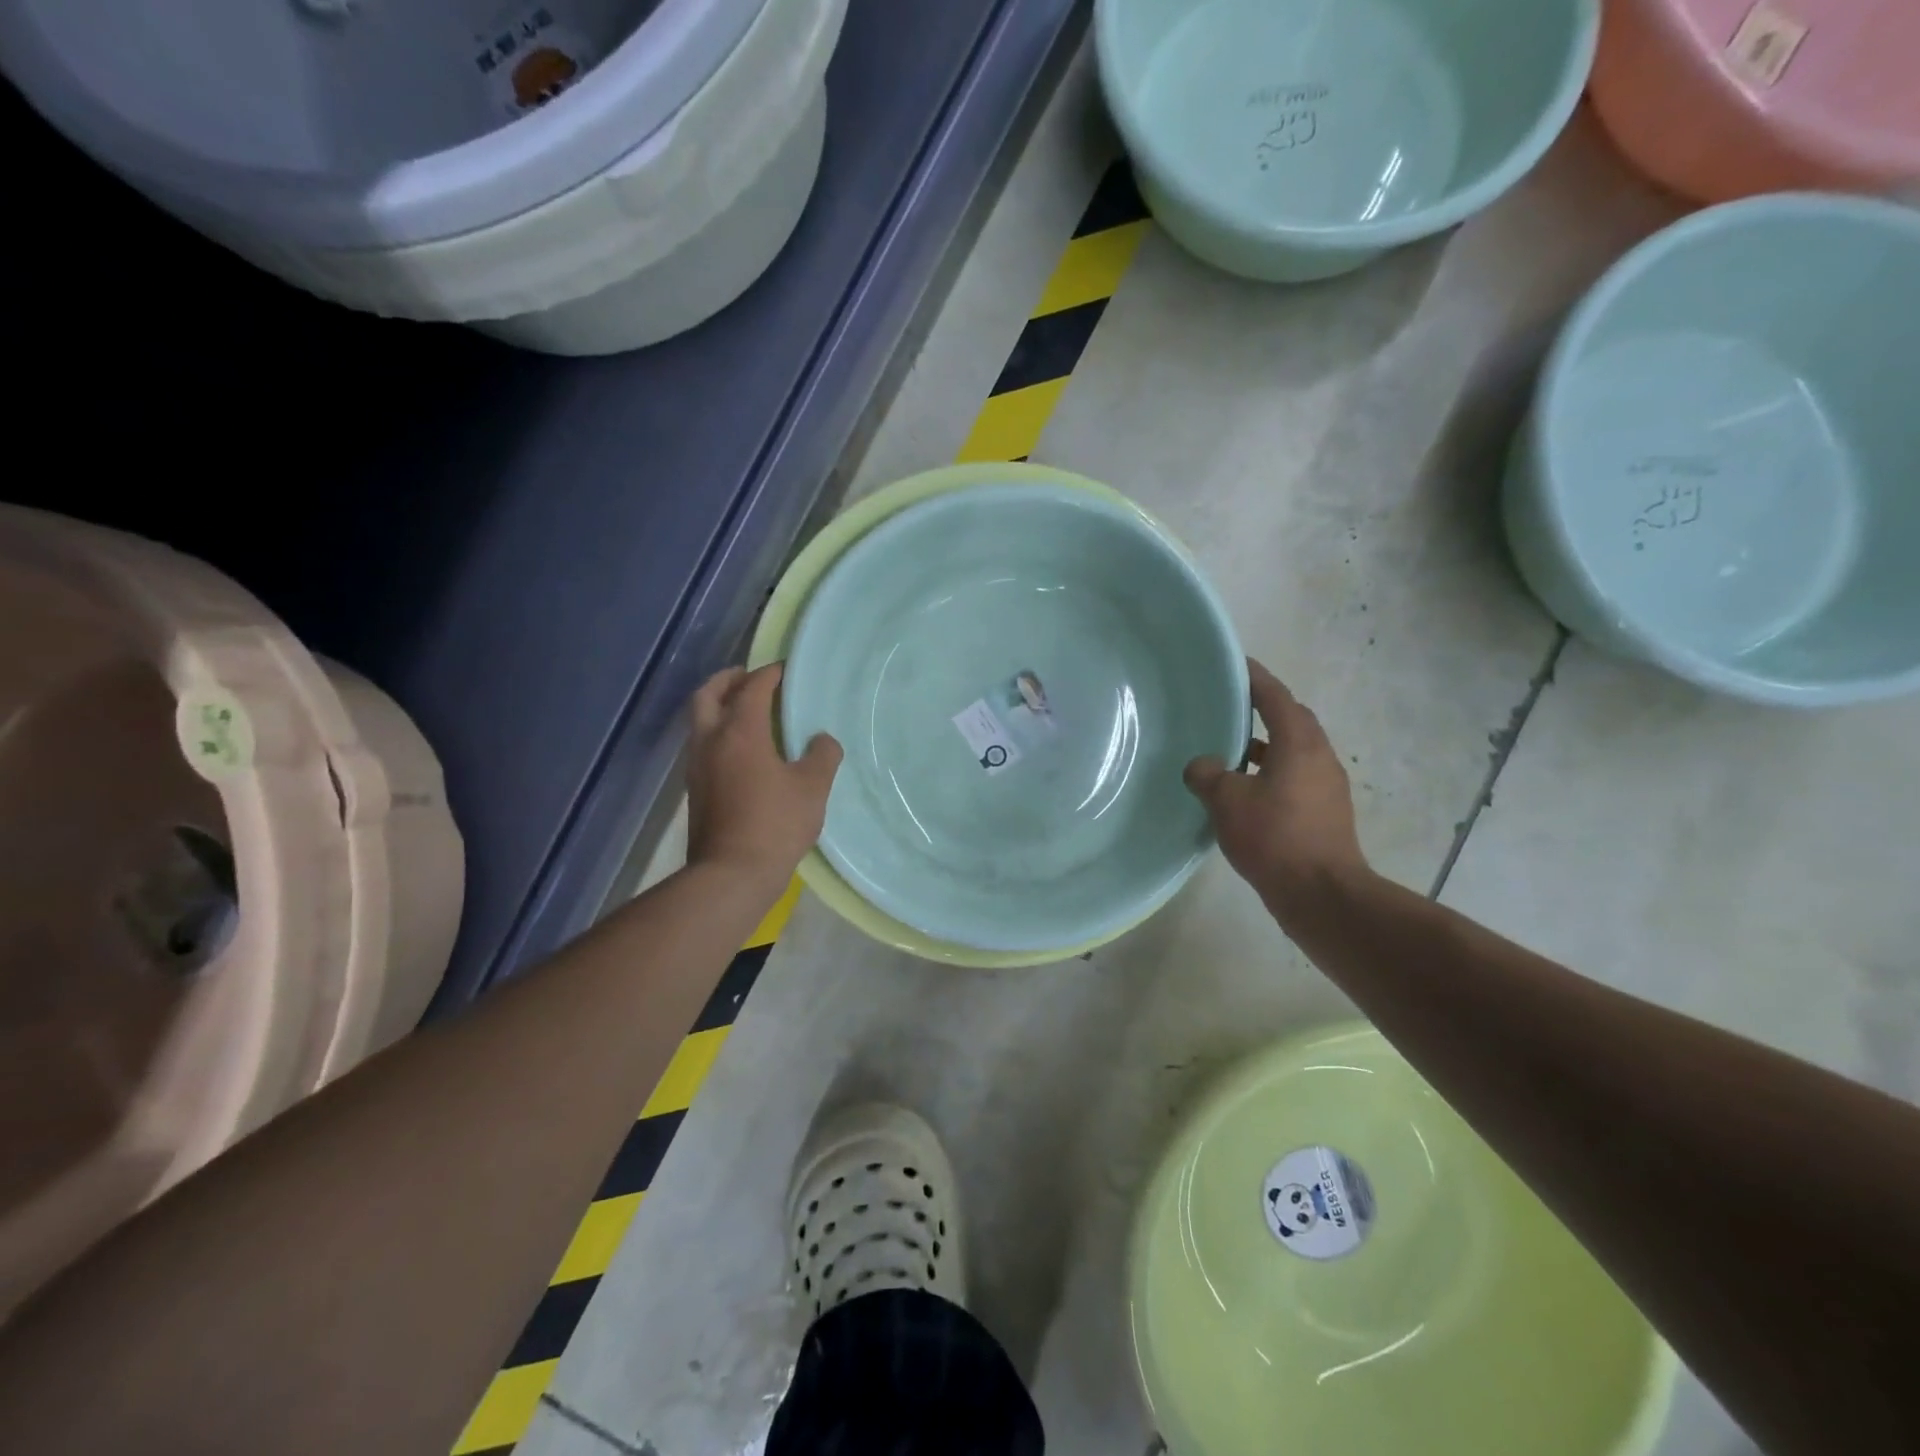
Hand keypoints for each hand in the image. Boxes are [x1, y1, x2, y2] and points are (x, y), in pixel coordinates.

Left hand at [686, 663, 841, 895]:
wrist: (731, 874)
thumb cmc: (775, 824)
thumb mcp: (813, 787)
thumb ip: (822, 755)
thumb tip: (821, 740)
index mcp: (740, 733)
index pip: (752, 689)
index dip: (770, 675)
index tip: (785, 670)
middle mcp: (711, 741)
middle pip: (708, 695)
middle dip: (728, 679)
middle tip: (748, 677)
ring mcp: (697, 766)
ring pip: (700, 721)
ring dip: (719, 706)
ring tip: (746, 711)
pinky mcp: (695, 789)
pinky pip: (703, 744)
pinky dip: (718, 732)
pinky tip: (741, 749)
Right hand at [1184, 659, 1369, 916]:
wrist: (1322, 894)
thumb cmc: (1275, 836)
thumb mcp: (1227, 800)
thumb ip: (1208, 774)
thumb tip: (1201, 766)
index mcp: (1300, 743)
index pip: (1276, 697)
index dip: (1255, 678)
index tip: (1236, 663)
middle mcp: (1319, 757)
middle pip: (1291, 722)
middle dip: (1262, 711)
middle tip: (1229, 706)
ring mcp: (1326, 787)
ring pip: (1292, 753)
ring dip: (1264, 747)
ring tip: (1229, 752)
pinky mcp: (1324, 814)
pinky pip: (1293, 779)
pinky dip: (1269, 775)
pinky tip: (1243, 793)